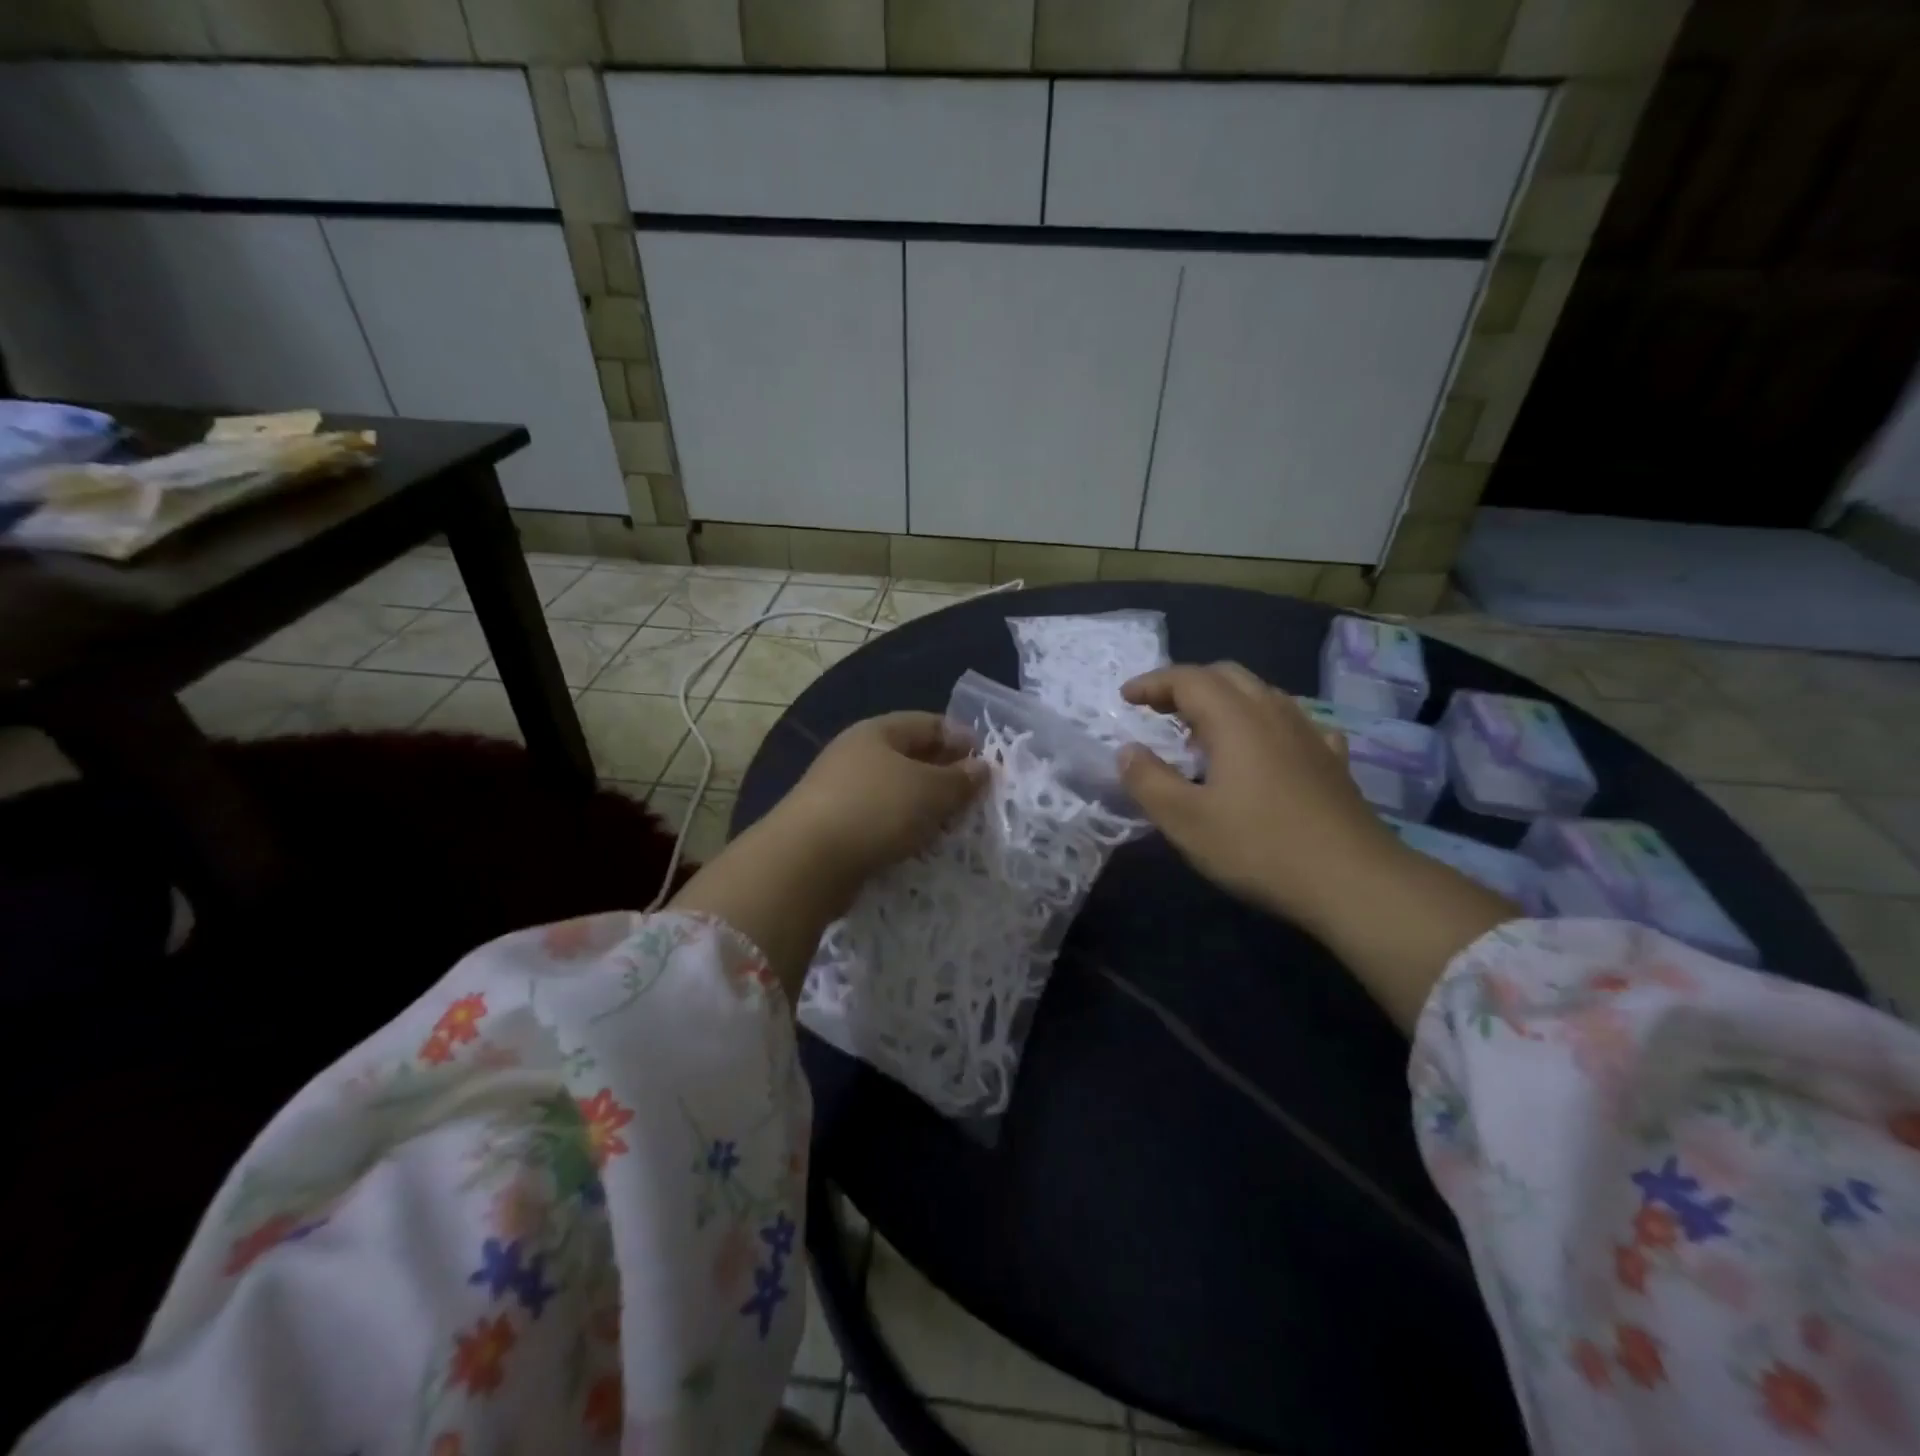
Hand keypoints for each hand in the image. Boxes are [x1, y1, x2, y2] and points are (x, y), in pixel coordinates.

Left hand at [773, 711, 988, 883]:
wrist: (806, 862)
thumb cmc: (876, 810)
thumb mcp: (930, 791)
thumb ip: (960, 779)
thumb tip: (981, 767)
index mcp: (878, 732)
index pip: (929, 723)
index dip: (961, 738)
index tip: (988, 762)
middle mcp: (856, 754)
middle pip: (911, 757)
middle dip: (945, 775)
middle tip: (975, 798)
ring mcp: (841, 790)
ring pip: (896, 791)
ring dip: (925, 806)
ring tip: (953, 826)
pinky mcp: (835, 826)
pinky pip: (880, 820)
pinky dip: (903, 829)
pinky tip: (919, 846)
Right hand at [1118, 663, 1395, 923]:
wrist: (1354, 881)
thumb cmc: (1259, 847)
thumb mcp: (1185, 821)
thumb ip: (1148, 780)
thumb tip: (1127, 750)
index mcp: (1234, 719)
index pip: (1187, 679)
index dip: (1152, 683)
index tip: (1125, 698)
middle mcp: (1273, 713)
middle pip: (1225, 676)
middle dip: (1186, 685)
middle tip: (1158, 709)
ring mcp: (1308, 734)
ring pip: (1260, 694)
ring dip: (1223, 700)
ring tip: (1201, 730)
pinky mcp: (1331, 760)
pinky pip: (1291, 722)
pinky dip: (1263, 722)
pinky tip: (1265, 749)